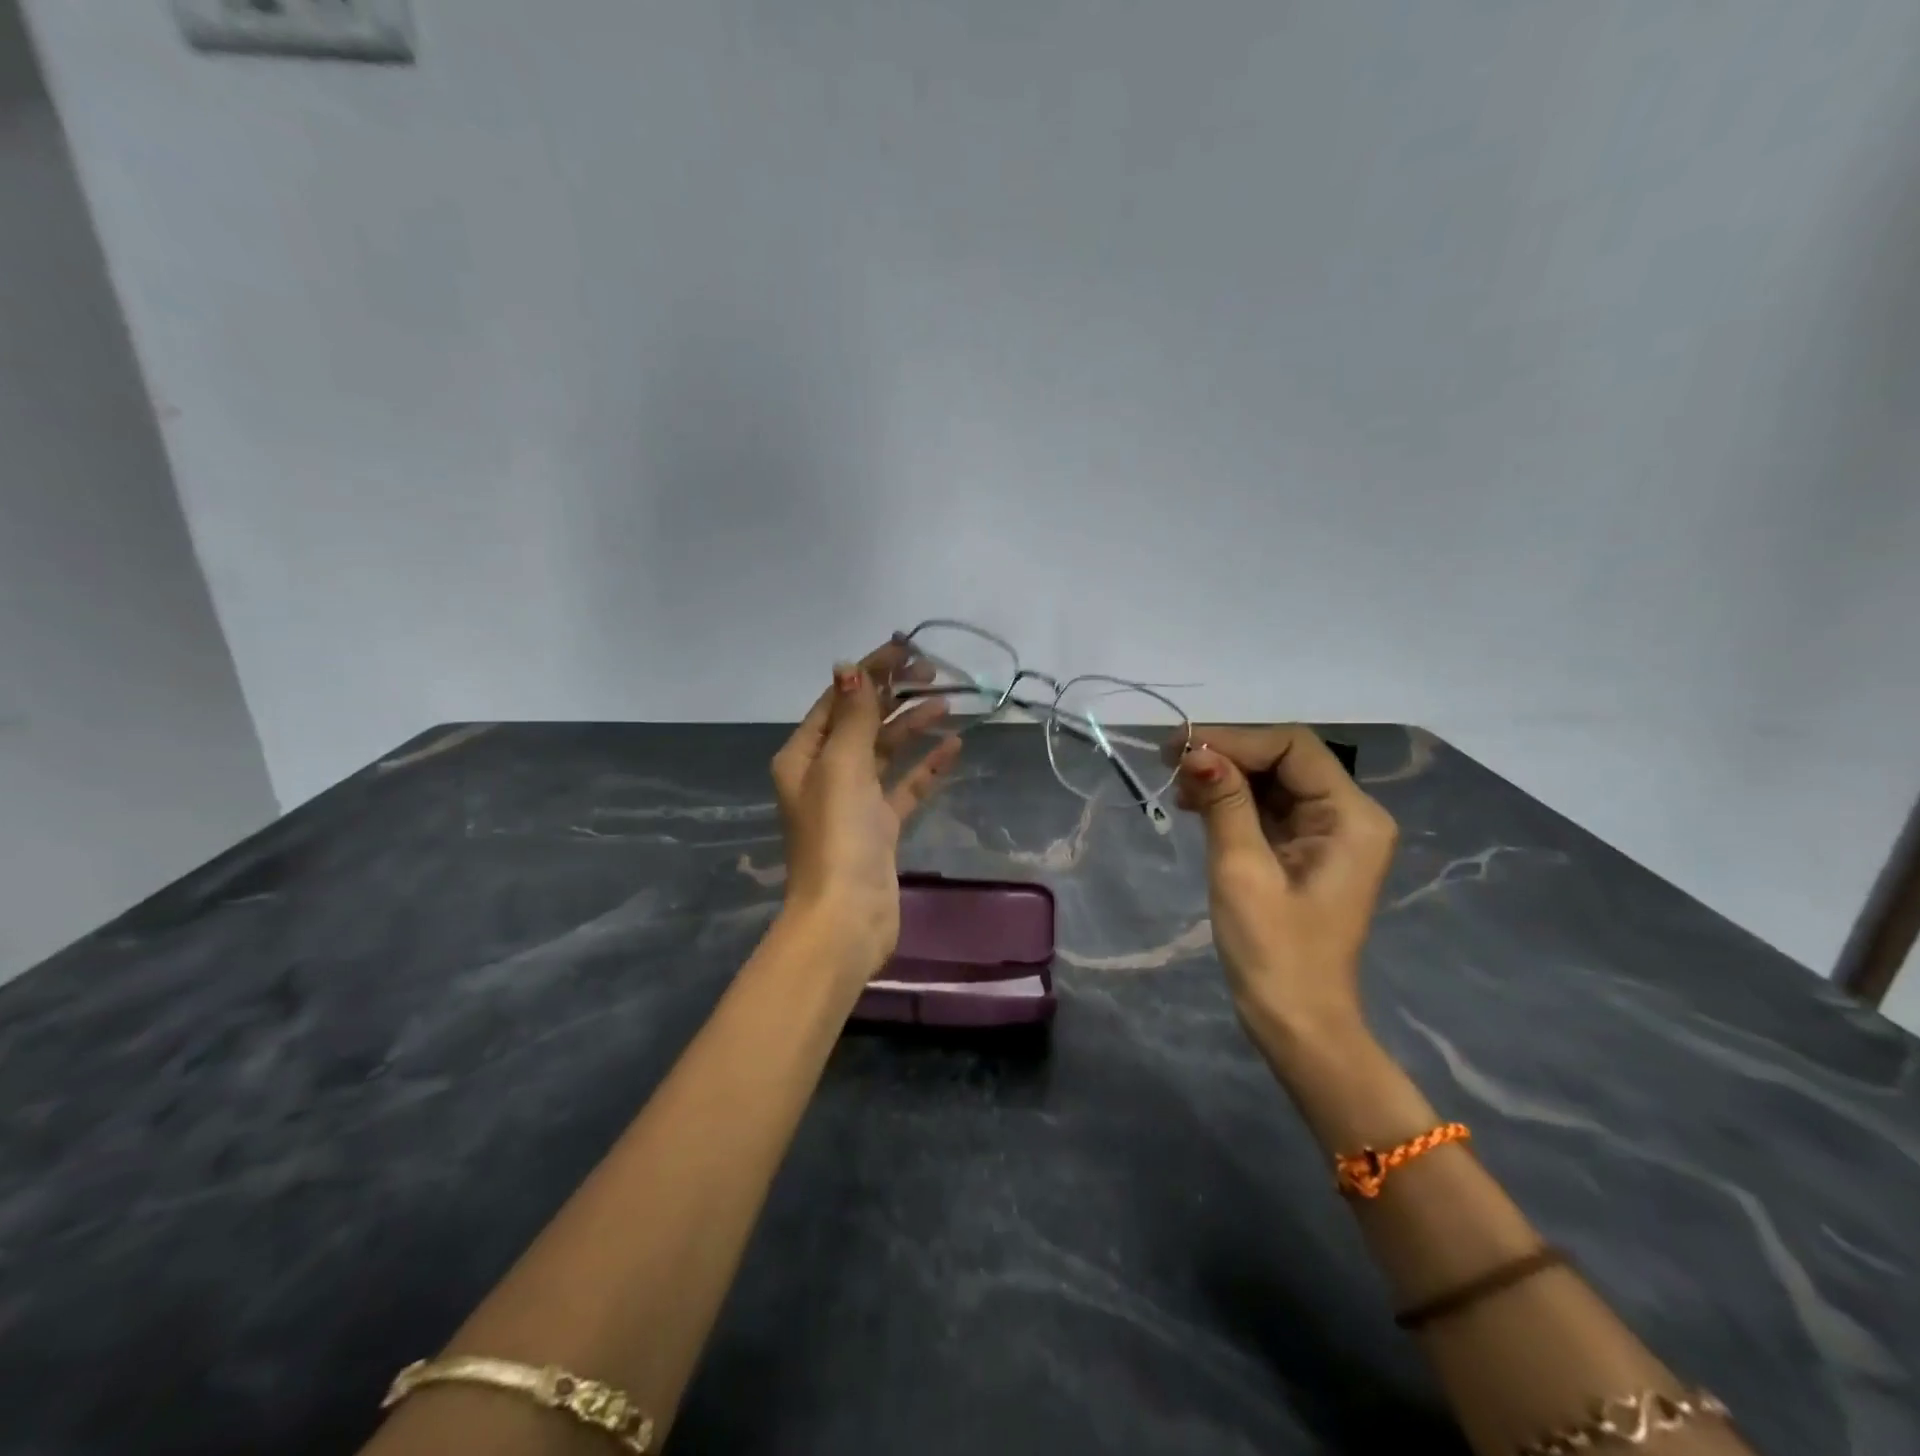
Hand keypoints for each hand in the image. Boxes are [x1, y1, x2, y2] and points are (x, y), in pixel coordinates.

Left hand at [770, 640, 961, 980]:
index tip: (906, 649)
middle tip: (933, 674)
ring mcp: (854, 802)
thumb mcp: (842, 766)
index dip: (870, 672)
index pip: (838, 700)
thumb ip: (853, 717)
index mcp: (804, 756)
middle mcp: (825, 774)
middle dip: (894, 695)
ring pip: (886, 753)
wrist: (847, 916)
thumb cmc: (838, 835)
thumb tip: (850, 668)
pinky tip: (953, 747)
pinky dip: (926, 767)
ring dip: (912, 727)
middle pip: (863, 722)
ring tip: (947, 704)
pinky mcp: (880, 827)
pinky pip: (905, 786)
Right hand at [1167, 725, 1397, 1047]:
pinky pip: (1269, 808)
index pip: (1292, 748)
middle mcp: (1349, 815)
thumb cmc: (1273, 951)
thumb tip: (1196, 752)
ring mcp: (1328, 833)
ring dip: (1225, 776)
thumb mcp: (1242, 870)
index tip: (1180, 750)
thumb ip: (1224, 804)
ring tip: (1178, 786)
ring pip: (1273, 780)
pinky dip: (1232, 800)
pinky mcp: (1306, 851)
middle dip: (1227, 755)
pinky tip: (1196, 804)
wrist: (1296, 1023)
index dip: (1235, 740)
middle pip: (1285, 759)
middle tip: (1170, 761)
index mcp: (1351, 817)